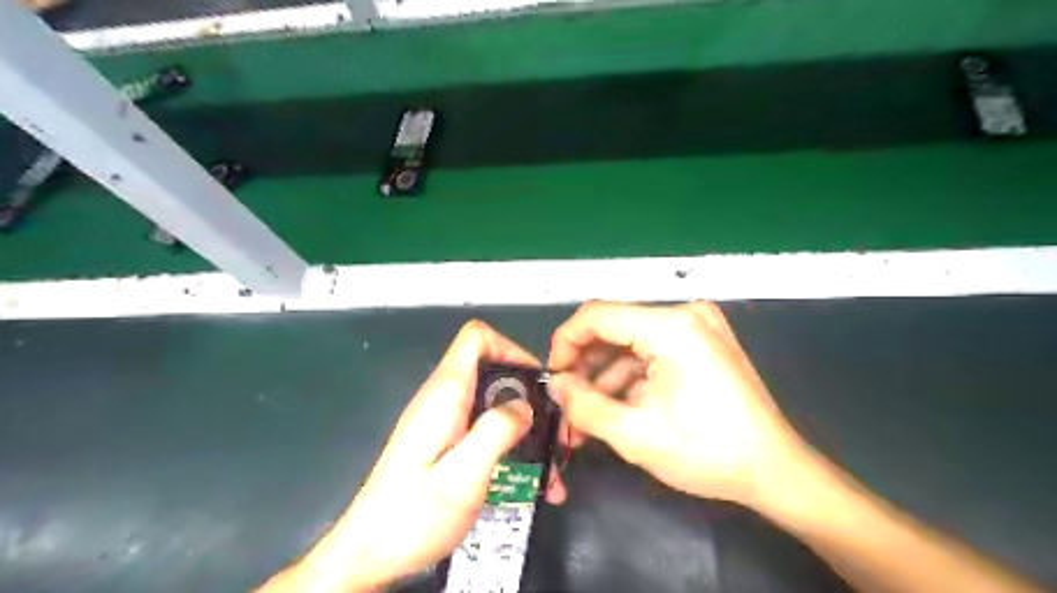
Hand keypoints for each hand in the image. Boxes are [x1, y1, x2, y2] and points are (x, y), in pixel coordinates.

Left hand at [259, 323, 565, 592]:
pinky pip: (482, 425)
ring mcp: (442, 419)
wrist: (368, 554)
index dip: (510, 348)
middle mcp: (442, 398)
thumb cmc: (413, 516)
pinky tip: (527, 478)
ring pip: (491, 400)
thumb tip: (525, 405)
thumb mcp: (463, 476)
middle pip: (491, 368)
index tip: (536, 382)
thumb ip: (496, 432)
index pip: (476, 338)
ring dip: (523, 425)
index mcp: (445, 394)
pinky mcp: (443, 440)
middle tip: (553, 430)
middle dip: (527, 394)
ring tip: (549, 464)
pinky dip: (508, 442)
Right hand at [544, 302, 811, 509]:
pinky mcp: (702, 342)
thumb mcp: (634, 434)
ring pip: (630, 343)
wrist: (775, 471)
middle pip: (613, 329)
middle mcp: (685, 314)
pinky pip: (651, 351)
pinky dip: (629, 377)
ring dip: (605, 377)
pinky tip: (617, 408)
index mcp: (672, 326)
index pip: (596, 315)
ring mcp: (697, 326)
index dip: (565, 343)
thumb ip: (583, 405)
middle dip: (585, 367)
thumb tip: (555, 384)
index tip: (554, 378)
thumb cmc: (707, 452)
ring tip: (587, 417)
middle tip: (568, 403)